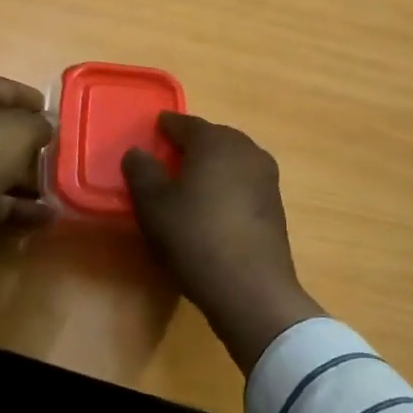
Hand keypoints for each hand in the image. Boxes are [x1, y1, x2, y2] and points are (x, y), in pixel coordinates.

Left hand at [0, 73, 54, 282]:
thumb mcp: (21, 130)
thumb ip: (39, 126)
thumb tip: (45, 126)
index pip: (4, 88)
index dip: (32, 101)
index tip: (56, 116)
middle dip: (29, 143)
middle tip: (59, 155)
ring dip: (24, 178)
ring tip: (59, 190)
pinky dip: (12, 204)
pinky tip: (45, 217)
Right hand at [122, 113, 323, 373]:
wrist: (252, 288)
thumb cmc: (195, 236)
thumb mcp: (153, 204)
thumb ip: (141, 171)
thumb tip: (137, 152)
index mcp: (214, 141)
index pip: (185, 124)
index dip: (166, 126)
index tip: (154, 130)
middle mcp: (245, 149)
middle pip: (212, 138)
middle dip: (191, 144)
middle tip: (169, 157)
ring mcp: (266, 176)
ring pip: (231, 160)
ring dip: (212, 165)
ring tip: (191, 183)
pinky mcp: (275, 204)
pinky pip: (244, 182)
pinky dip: (227, 186)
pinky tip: (214, 206)